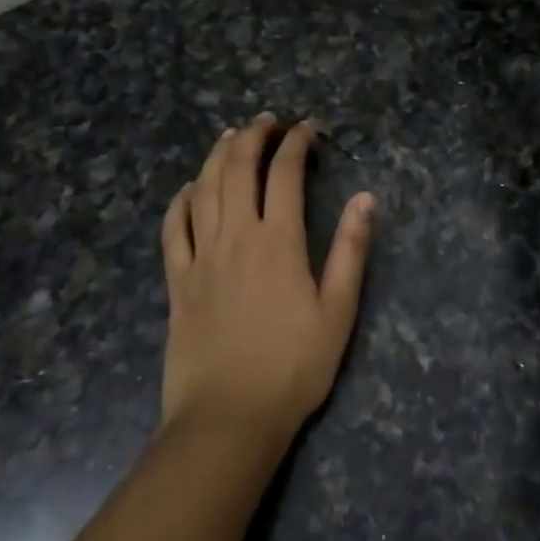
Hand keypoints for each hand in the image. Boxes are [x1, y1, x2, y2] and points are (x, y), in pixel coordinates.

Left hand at [159, 114, 374, 450]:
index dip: (296, 143)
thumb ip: (350, 250)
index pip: (285, 173)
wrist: (227, 419)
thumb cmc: (292, 368)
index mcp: (278, 241)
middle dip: (253, 136)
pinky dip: (180, 200)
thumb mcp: (337, 312)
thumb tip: (366, 198)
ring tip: (230, 136)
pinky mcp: (177, 281)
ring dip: (216, 155)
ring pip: (203, 189)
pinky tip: (188, 189)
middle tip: (267, 121)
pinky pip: (173, 228)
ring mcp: (201, 256)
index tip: (307, 128)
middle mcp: (236, 236)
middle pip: (237, 168)